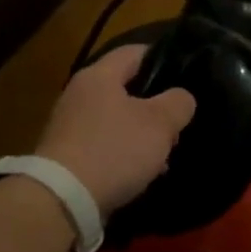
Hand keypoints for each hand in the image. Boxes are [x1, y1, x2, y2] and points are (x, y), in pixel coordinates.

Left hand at [35, 43, 196, 215]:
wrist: (63, 200)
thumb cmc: (115, 149)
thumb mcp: (160, 123)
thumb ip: (179, 102)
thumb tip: (181, 98)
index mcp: (99, 76)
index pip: (136, 51)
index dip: (164, 58)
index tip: (187, 74)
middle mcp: (79, 94)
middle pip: (127, 88)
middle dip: (156, 105)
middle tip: (179, 121)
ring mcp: (70, 126)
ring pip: (118, 119)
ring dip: (142, 133)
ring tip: (165, 152)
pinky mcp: (67, 155)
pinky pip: (105, 145)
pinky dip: (125, 153)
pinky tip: (142, 172)